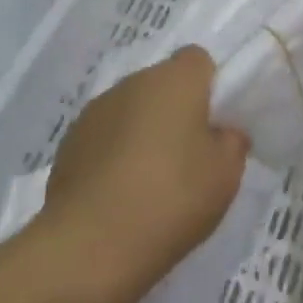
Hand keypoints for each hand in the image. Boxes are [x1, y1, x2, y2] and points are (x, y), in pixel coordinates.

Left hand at [38, 47, 249, 302]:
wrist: (91, 243)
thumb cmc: (171, 198)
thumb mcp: (225, 175)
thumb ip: (231, 143)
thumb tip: (222, 132)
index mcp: (174, 80)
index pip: (198, 60)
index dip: (210, 86)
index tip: (215, 123)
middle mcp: (132, 82)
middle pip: (162, 84)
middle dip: (176, 111)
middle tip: (189, 157)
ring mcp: (96, 110)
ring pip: (132, 109)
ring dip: (143, 132)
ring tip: (152, 182)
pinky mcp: (70, 141)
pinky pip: (105, 136)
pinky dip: (115, 154)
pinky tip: (120, 194)